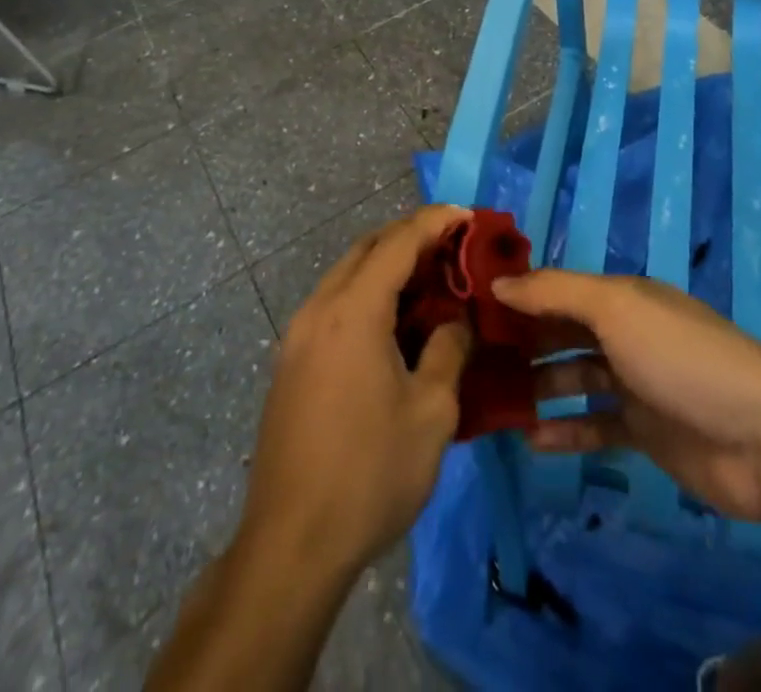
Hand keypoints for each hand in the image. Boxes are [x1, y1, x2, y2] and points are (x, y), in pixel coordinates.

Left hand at [239, 204, 473, 579]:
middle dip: (411, 237)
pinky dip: (368, 294)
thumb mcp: (432, 412)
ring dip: (387, 266)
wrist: (291, 544)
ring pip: (348, 274)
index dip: (436, 221)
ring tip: (430, 282)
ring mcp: (298, 335)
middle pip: (368, 248)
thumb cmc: (370, 474)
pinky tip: (394, 323)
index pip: (398, 241)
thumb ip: (449, 349)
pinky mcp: (291, 361)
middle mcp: (320, 309)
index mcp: (353, 311)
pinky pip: (335, 304)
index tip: (468, 215)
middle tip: (453, 247)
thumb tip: (456, 321)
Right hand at [492, 269, 760, 522]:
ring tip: (493, 400)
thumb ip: (555, 293)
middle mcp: (627, 334)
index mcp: (622, 297)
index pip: (559, 290)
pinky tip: (531, 440)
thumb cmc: (681, 357)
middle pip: (564, 333)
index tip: (471, 309)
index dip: (518, 296)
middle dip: (522, 342)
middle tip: (472, 360)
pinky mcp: (646, 433)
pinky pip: (595, 427)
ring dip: (537, 387)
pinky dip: (565, 431)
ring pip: (575, 379)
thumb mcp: (616, 308)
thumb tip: (498, 282)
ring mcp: (637, 384)